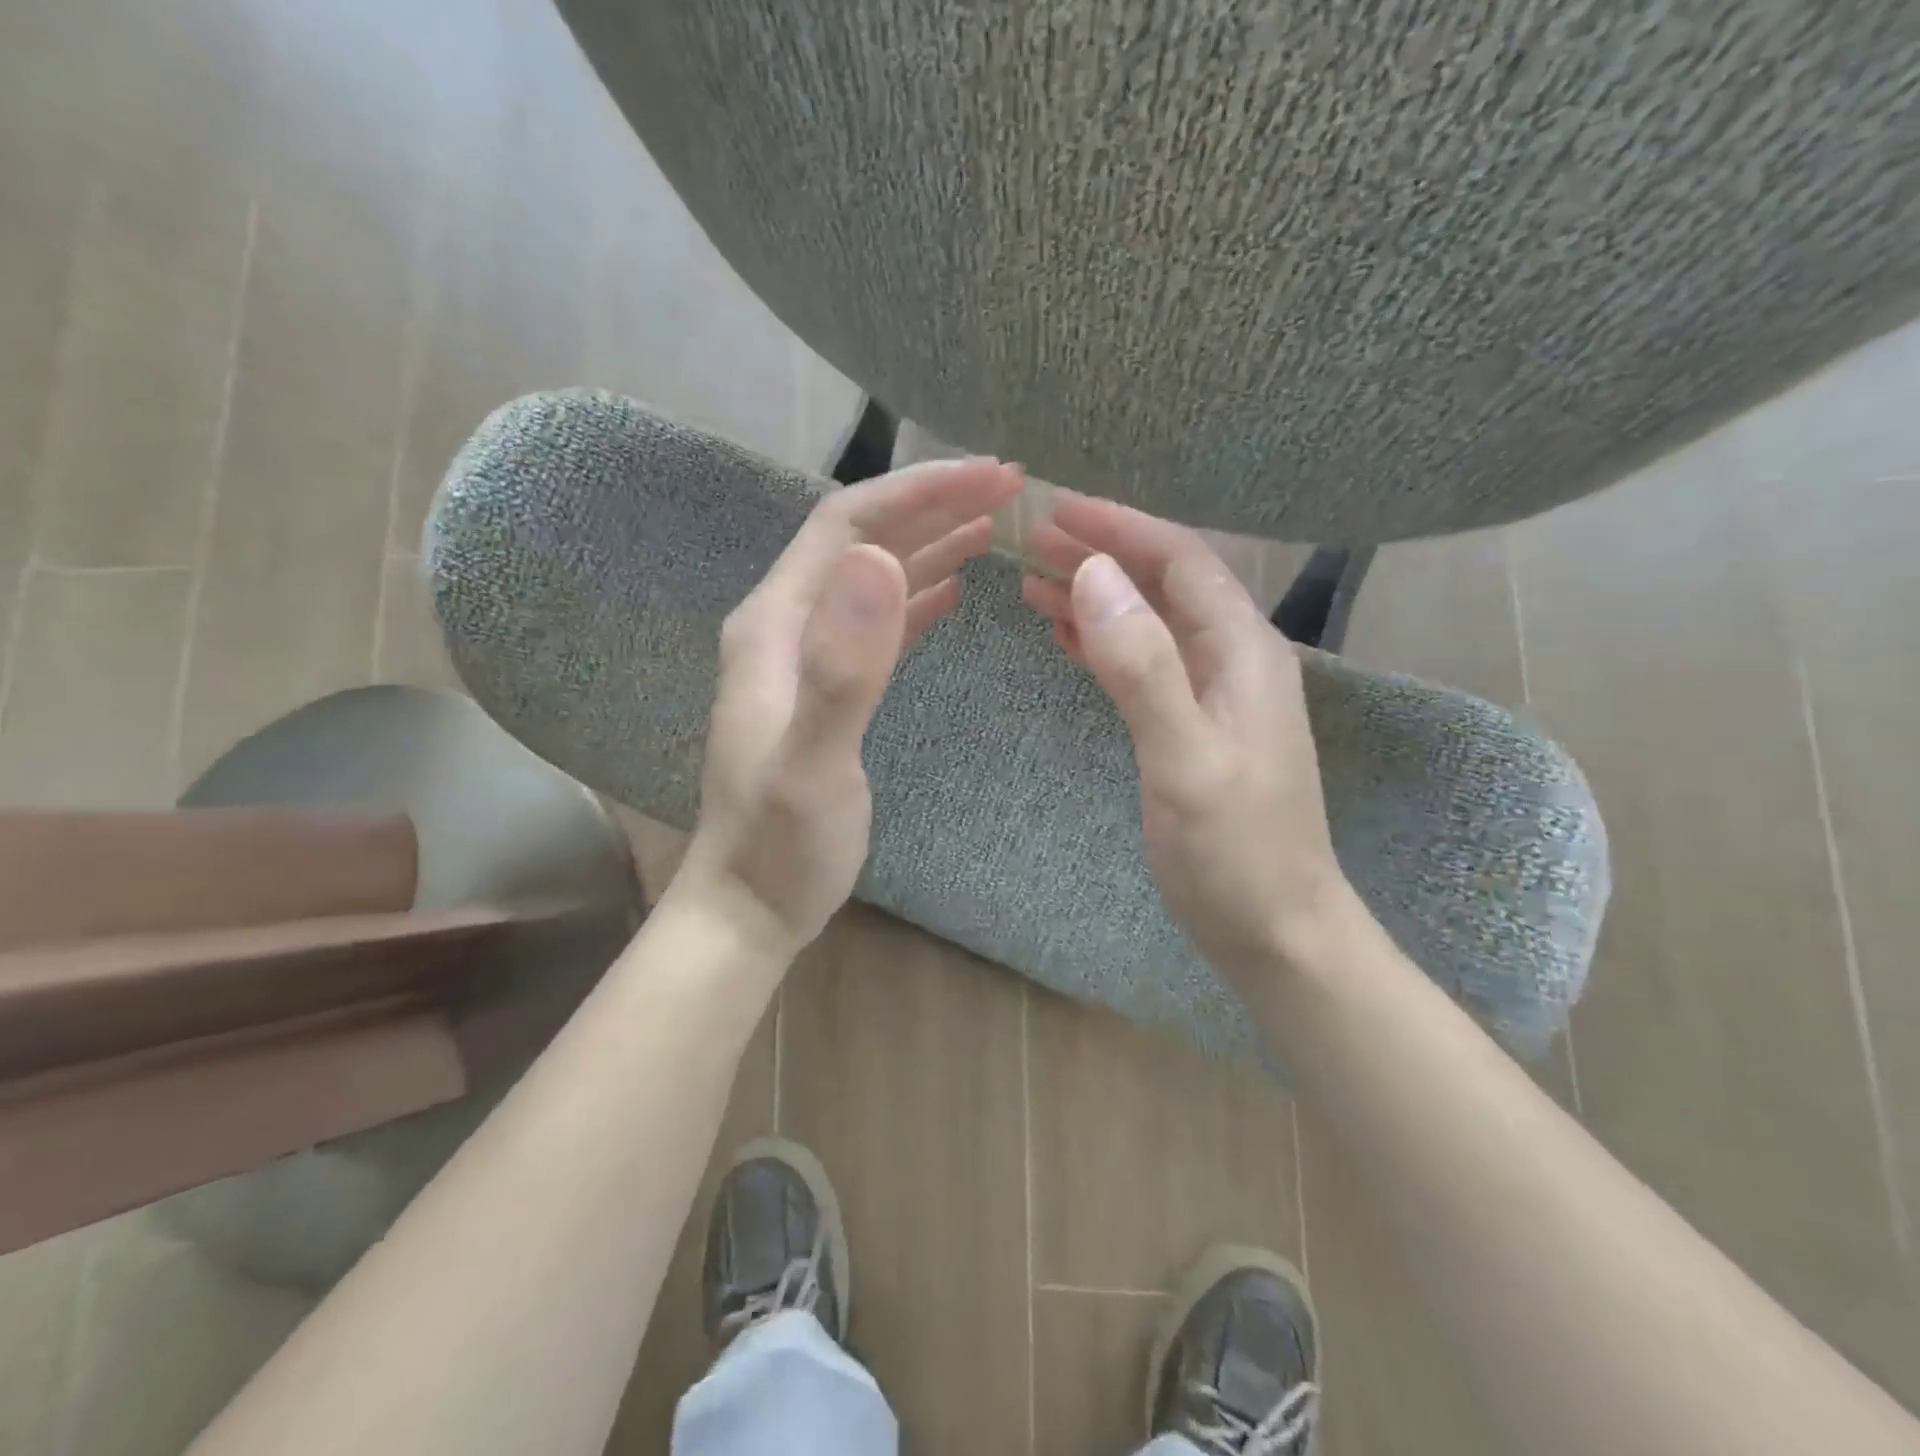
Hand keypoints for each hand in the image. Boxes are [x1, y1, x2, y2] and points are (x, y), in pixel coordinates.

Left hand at [678, 457, 1023, 960]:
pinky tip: (953, 591)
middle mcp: (786, 625)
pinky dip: (917, 597)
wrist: (751, 904)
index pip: (849, 523)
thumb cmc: (782, 844)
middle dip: (934, 506)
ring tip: (995, 527)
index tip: (993, 477)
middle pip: (863, 541)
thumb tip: (879, 561)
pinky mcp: (828, 688)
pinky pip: (877, 623)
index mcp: (776, 623)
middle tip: (1011, 491)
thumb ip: (843, 666)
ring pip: (873, 578)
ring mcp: (806, 657)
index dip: (920, 491)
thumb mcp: (813, 762)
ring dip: (932, 545)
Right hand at [1022, 495, 1350, 977]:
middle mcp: (1234, 660)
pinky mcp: (1193, 727)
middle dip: (1100, 556)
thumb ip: (1143, 668)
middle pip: (1163, 585)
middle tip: (1030, 542)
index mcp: (1243, 652)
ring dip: (1097, 598)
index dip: (1119, 529)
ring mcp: (1214, 695)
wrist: (1277, 932)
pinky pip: (1145, 664)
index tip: (1055, 511)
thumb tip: (1095, 577)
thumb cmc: (1236, 854)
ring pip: (1149, 623)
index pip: (1180, 561)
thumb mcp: (1186, 761)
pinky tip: (1068, 637)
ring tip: (1033, 583)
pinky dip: (1104, 643)